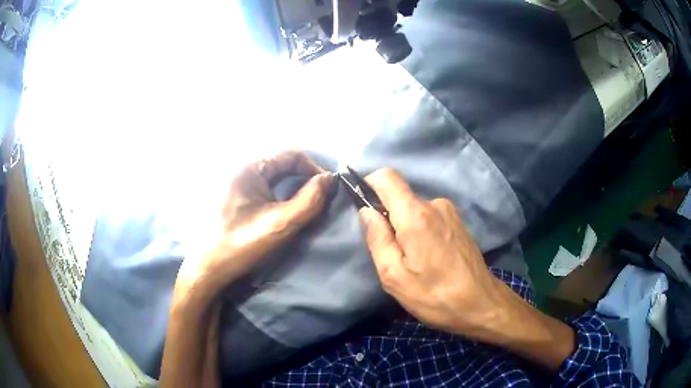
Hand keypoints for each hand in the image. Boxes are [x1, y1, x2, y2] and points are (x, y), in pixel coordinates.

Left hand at [175, 150, 332, 303]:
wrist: (210, 267)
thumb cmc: (243, 244)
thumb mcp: (281, 223)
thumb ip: (310, 200)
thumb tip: (330, 179)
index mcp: (249, 167)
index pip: (291, 154)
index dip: (313, 168)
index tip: (327, 189)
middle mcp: (242, 167)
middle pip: (282, 163)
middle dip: (304, 177)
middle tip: (320, 197)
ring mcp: (236, 181)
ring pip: (274, 175)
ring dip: (293, 186)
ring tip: (306, 204)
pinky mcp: (235, 194)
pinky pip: (264, 186)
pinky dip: (280, 193)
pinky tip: (285, 209)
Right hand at [359, 168, 574, 371]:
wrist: (481, 304)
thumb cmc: (435, 295)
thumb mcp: (394, 276)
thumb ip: (377, 238)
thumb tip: (366, 211)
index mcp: (415, 214)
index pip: (385, 177)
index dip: (368, 185)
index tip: (364, 208)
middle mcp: (435, 204)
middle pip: (399, 196)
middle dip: (388, 218)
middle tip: (393, 254)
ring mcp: (450, 211)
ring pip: (414, 209)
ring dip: (406, 228)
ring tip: (414, 261)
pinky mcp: (458, 221)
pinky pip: (429, 216)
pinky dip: (421, 231)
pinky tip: (430, 258)